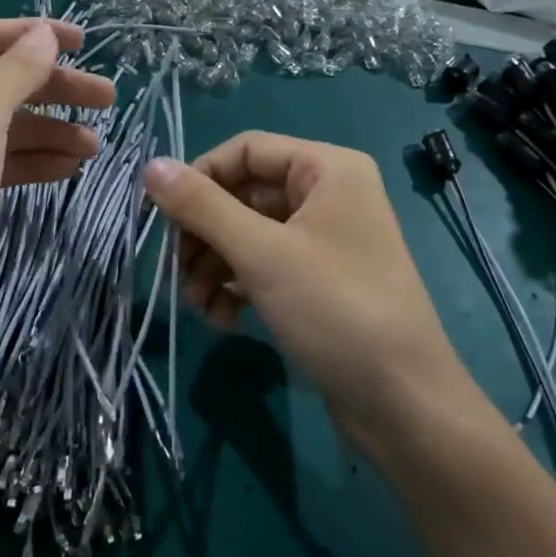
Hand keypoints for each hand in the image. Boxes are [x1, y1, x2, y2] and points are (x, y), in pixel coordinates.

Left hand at [0, 18, 114, 407]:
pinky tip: (69, 168)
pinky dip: (32, 163)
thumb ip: (16, 70)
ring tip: (95, 145)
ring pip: (0, 128)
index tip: (84, 42)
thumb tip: (45, 33)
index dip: (30, 34)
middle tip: (107, 98)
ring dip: (48, 131)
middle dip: (51, 88)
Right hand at [144, 132, 490, 450]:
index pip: (245, 150)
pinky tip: (223, 320)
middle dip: (206, 234)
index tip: (161, 217)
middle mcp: (329, 194)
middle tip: (178, 271)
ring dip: (216, 265)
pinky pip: (267, 266)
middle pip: (244, 194)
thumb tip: (151, 166)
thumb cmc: (335, 310)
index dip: (199, 178)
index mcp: (327, 168)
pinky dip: (239, 286)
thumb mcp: (261, 254)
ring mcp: (326, 239)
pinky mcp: (320, 280)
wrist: (404, 405)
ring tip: (197, 305)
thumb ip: (203, 207)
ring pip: (250, 234)